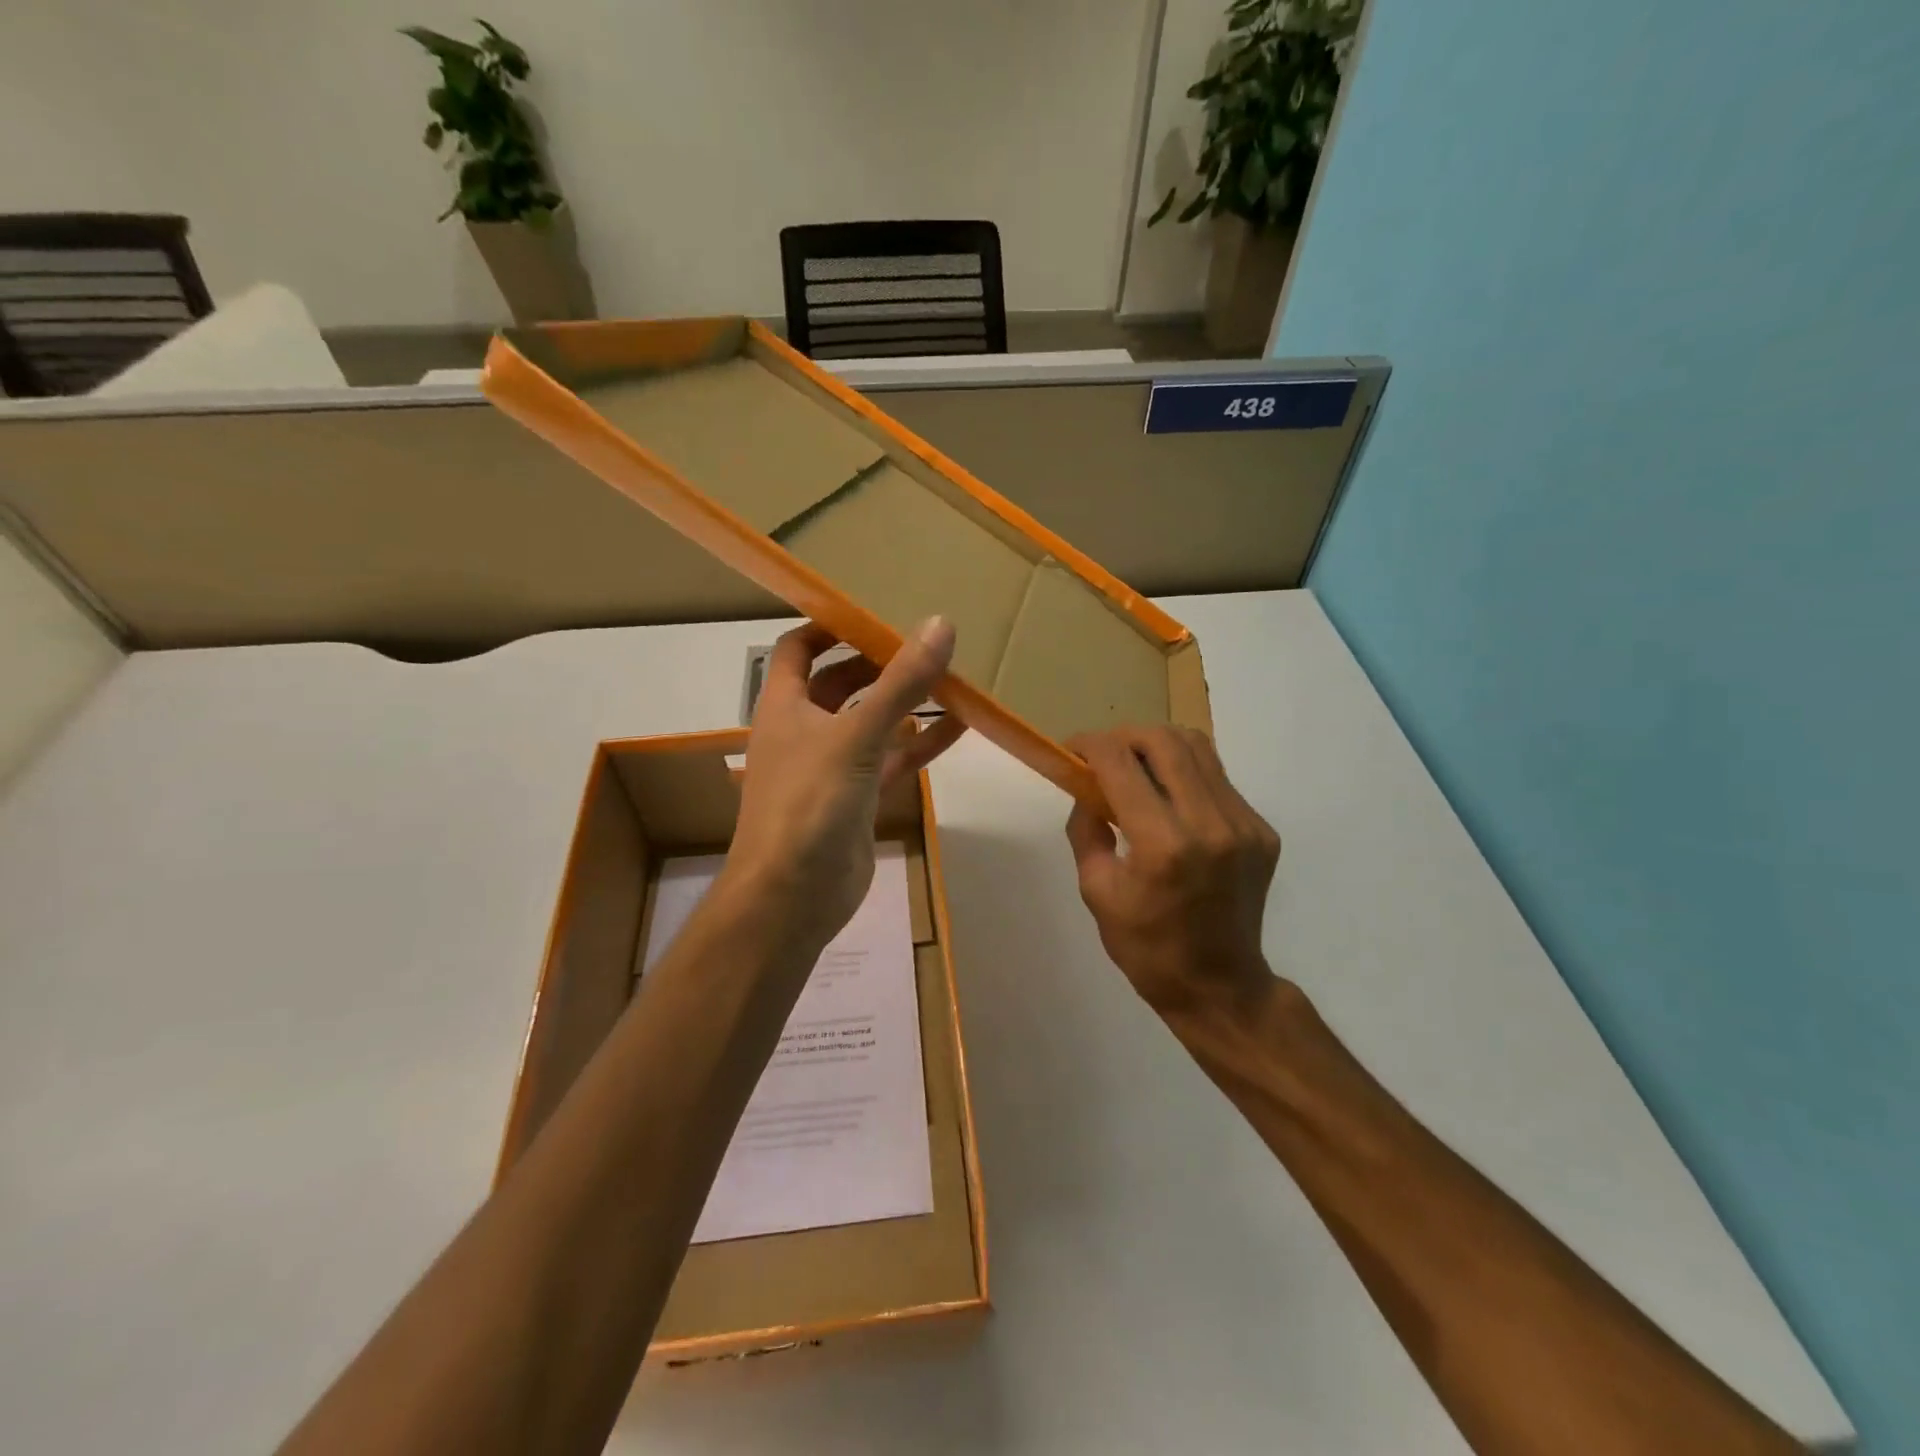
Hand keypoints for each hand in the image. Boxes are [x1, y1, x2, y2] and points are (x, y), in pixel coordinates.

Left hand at [726, 618, 963, 951]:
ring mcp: (833, 767)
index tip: (875, 610)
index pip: (799, 648)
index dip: (830, 625)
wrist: (792, 897)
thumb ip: (900, 683)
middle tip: (926, 644)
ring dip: (906, 704)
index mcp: (786, 705)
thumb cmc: (809, 803)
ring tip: (952, 679)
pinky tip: (961, 728)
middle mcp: (805, 730)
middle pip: (840, 683)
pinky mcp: (858, 799)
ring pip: (872, 723)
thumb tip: (940, 624)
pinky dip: (920, 745)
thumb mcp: (856, 735)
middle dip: (879, 663)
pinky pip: (892, 761)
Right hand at [1065, 726, 1282, 1018]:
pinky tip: (1169, 800)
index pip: (1121, 764)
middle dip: (1123, 736)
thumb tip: (1087, 786)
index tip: (1070, 749)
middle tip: (1102, 755)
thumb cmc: (1146, 948)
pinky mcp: (1262, 830)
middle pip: (1164, 740)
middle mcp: (1210, 824)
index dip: (1090, 745)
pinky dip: (1185, 774)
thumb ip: (1087, 828)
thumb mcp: (1096, 891)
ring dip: (1157, 746)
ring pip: (1198, 747)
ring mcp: (1245, 825)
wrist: (1220, 987)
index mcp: (1164, 846)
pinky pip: (1217, 778)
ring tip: (1135, 767)